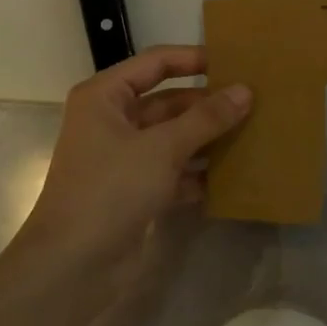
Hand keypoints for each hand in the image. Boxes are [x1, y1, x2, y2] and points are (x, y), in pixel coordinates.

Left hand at [19, 46, 250, 275]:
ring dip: (207, 138)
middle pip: (168, 102)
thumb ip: (206, 118)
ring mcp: (123, 158)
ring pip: (173, 137)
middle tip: (254, 103)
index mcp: (105, 97)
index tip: (235, 62)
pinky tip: (233, 175)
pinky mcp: (135, 190)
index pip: (156, 63)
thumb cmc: (111, 189)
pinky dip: (199, 173)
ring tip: (252, 133)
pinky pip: (174, 170)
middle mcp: (112, 121)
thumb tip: (245, 90)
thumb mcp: (162, 148)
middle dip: (207, 104)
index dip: (194, 59)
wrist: (73, 266)